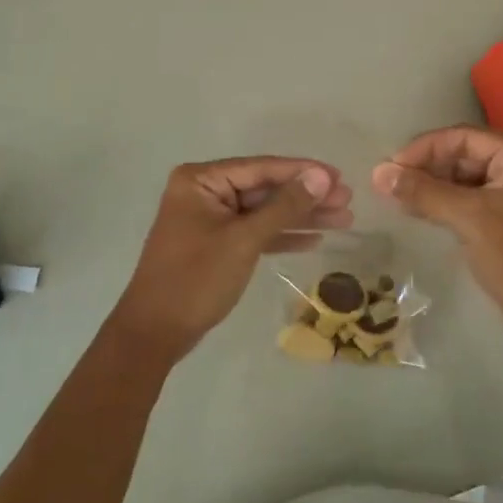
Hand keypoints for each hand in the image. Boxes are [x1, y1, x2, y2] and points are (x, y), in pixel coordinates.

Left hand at [112, 157, 352, 362]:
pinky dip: (282, 236)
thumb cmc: (196, 280)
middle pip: (265, 189)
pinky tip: (314, 239)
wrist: (154, 334)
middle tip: (348, 201)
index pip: (261, 168)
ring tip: (343, 219)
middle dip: (306, 197)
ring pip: (264, 212)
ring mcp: (210, 218)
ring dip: (301, 217)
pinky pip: (254, 232)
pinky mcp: (216, 243)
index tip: (339, 176)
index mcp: (201, 180)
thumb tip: (322, 176)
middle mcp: (204, 191)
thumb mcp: (244, 240)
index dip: (302, 172)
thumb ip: (285, 206)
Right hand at [372, 126, 502, 340]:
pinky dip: (446, 203)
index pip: (464, 137)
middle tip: (391, 185)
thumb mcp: (469, 219)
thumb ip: (423, 192)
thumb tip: (378, 173)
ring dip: (433, 186)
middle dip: (427, 167)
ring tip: (398, 199)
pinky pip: (472, 199)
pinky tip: (420, 212)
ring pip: (466, 178)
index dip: (425, 148)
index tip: (391, 167)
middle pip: (465, 154)